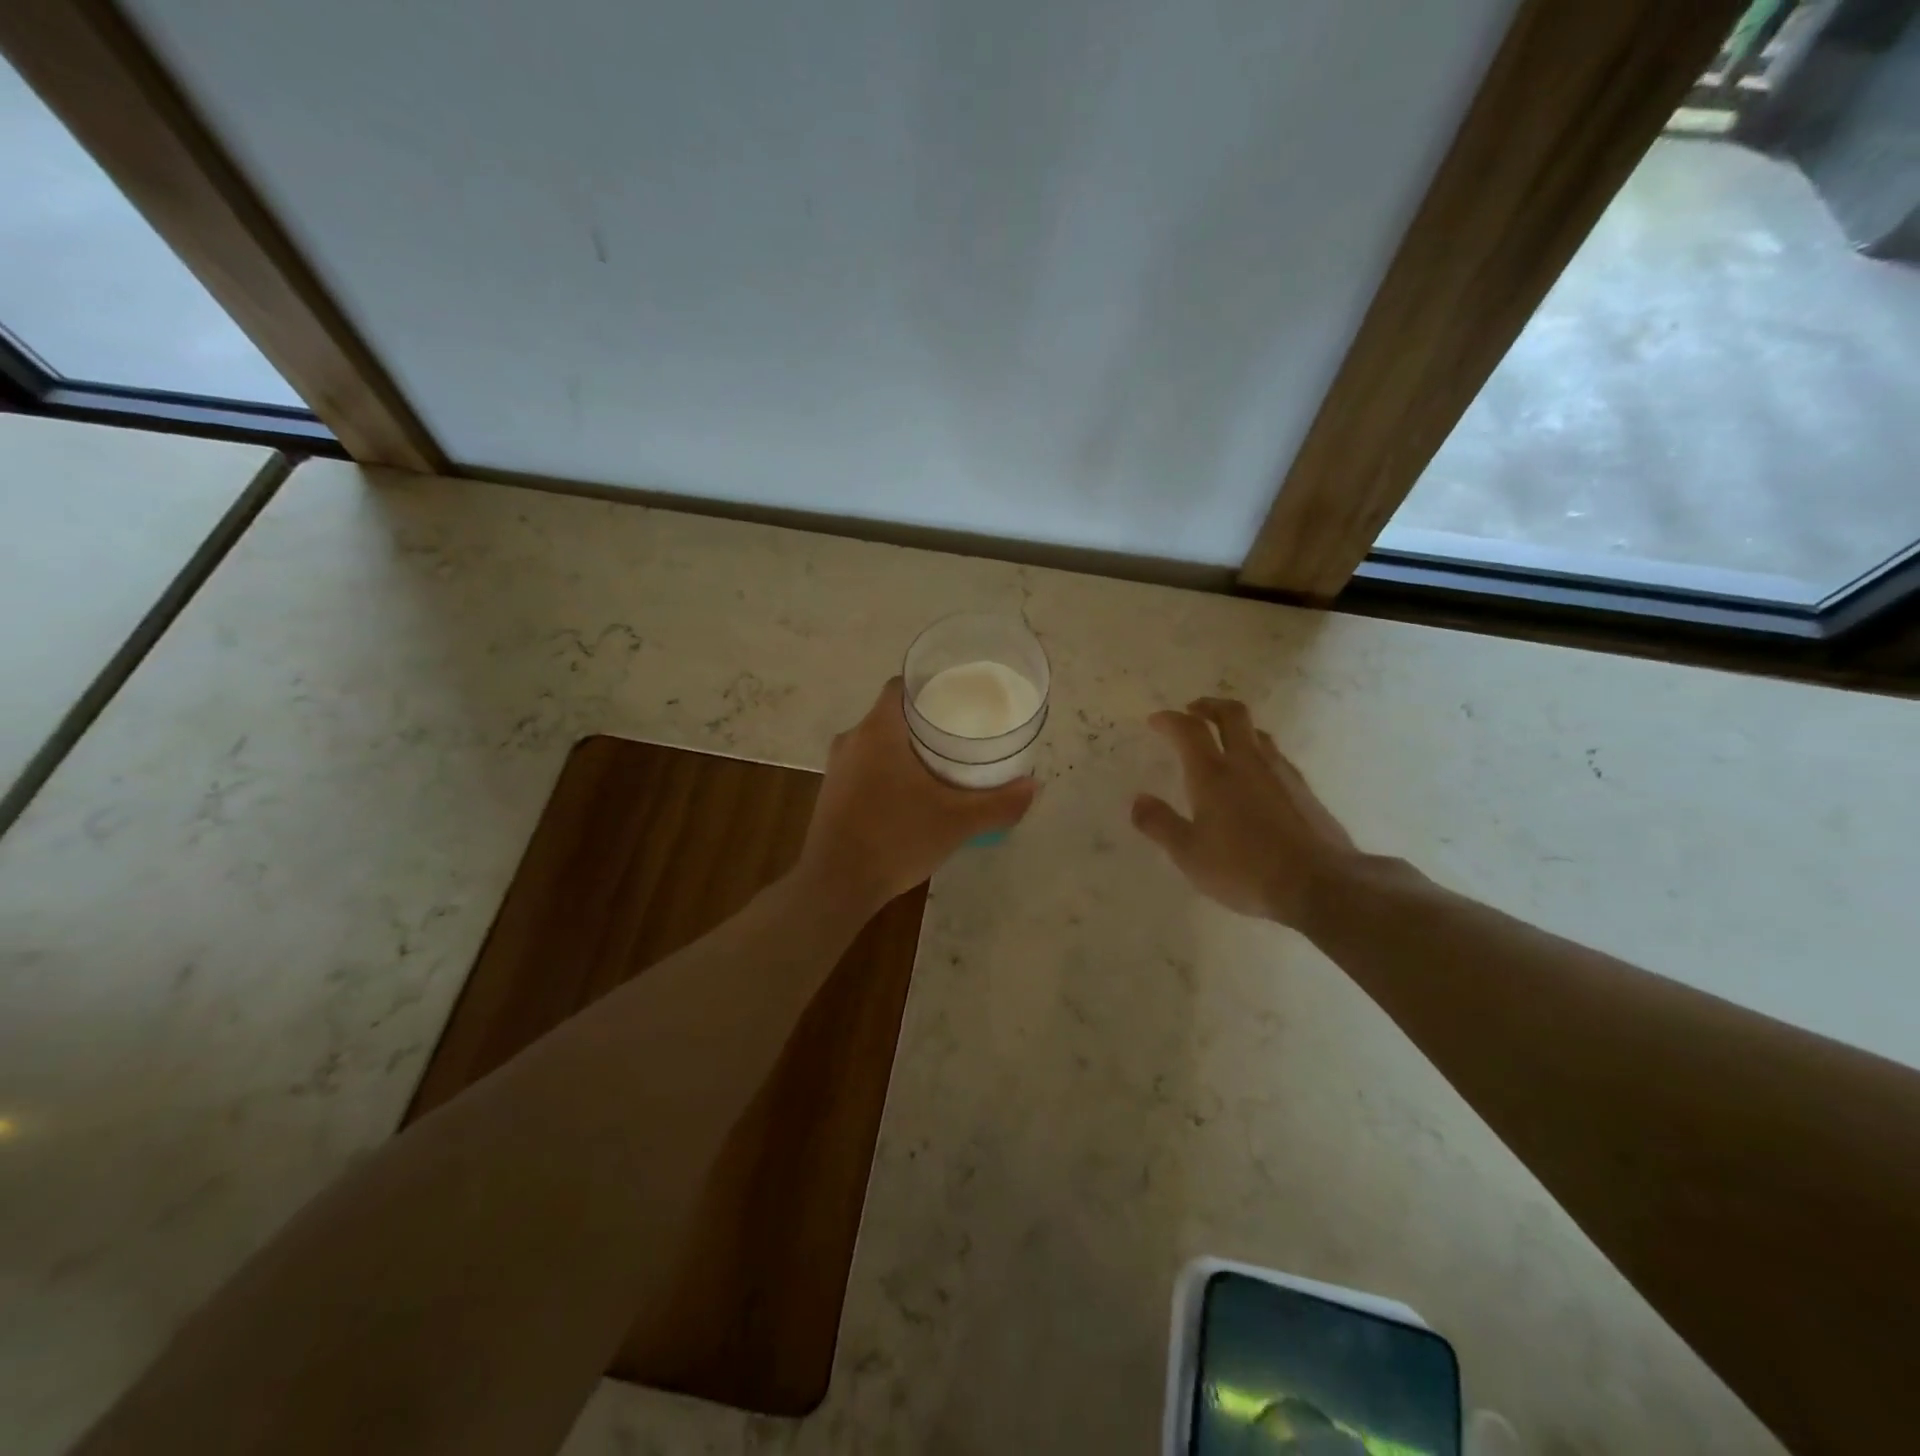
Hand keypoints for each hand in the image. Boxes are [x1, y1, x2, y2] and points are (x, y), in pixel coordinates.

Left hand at [798, 678, 1037, 913]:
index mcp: (878, 730)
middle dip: (925, 721)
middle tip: (961, 734)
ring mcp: (837, 767)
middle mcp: (852, 739)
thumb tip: (1032, 786)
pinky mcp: (831, 792)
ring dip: (906, 748)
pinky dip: (889, 770)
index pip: (902, 686)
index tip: (959, 698)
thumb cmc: (896, 839)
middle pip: (892, 714)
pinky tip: (912, 794)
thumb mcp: (957, 822)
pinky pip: (865, 766)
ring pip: (877, 742)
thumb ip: (998, 803)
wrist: (836, 885)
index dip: (930, 686)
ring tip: (942, 763)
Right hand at [1131, 698, 1359, 926]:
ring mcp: (1281, 773)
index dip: (1169, 720)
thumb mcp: (1189, 854)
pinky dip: (1257, 752)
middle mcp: (1247, 762)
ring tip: (1223, 739)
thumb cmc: (1244, 868)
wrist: (1319, 884)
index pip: (1188, 730)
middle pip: (1231, 714)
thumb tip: (1138, 801)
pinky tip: (1255, 775)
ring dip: (1235, 727)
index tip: (1155, 720)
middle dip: (1208, 706)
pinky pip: (1275, 756)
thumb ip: (1160, 824)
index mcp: (1213, 774)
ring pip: (1257, 732)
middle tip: (1193, 710)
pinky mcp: (1303, 790)